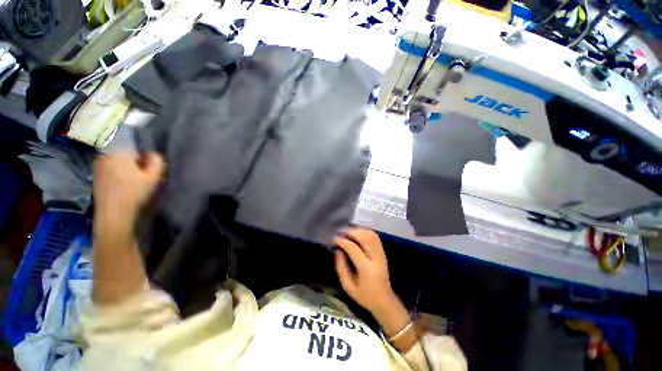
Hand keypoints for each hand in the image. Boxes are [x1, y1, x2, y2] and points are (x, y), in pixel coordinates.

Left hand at [93, 152, 164, 232]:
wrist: (113, 213)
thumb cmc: (135, 192)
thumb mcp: (154, 176)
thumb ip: (157, 161)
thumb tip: (152, 154)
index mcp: (119, 151)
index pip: (131, 141)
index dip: (142, 151)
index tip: (148, 163)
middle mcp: (105, 154)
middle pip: (123, 150)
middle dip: (134, 158)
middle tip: (143, 171)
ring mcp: (98, 165)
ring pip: (116, 158)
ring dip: (126, 165)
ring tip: (134, 178)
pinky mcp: (96, 175)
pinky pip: (109, 166)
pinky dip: (118, 171)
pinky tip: (124, 183)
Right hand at [334, 228, 397, 314]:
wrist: (384, 301)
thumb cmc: (364, 296)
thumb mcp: (348, 287)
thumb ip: (341, 268)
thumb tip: (338, 251)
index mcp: (367, 269)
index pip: (354, 249)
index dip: (343, 242)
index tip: (335, 238)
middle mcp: (376, 259)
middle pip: (365, 238)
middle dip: (351, 232)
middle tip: (341, 233)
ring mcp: (381, 254)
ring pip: (371, 235)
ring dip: (359, 231)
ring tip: (348, 232)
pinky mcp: (383, 252)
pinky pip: (375, 237)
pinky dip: (365, 232)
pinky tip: (358, 234)